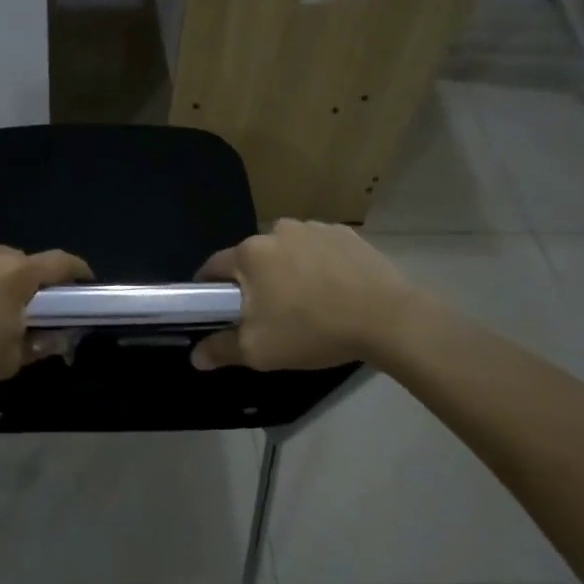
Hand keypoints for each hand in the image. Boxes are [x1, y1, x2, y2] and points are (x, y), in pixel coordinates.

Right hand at [191, 219, 410, 371]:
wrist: (387, 318)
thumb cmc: (312, 330)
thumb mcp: (259, 351)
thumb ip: (221, 349)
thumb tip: (195, 356)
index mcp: (250, 253)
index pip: (213, 266)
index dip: (208, 289)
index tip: (214, 310)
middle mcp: (276, 230)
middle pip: (252, 258)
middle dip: (254, 282)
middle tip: (267, 314)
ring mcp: (313, 228)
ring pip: (286, 251)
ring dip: (287, 270)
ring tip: (306, 302)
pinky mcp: (344, 233)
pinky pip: (318, 248)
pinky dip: (318, 264)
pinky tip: (334, 289)